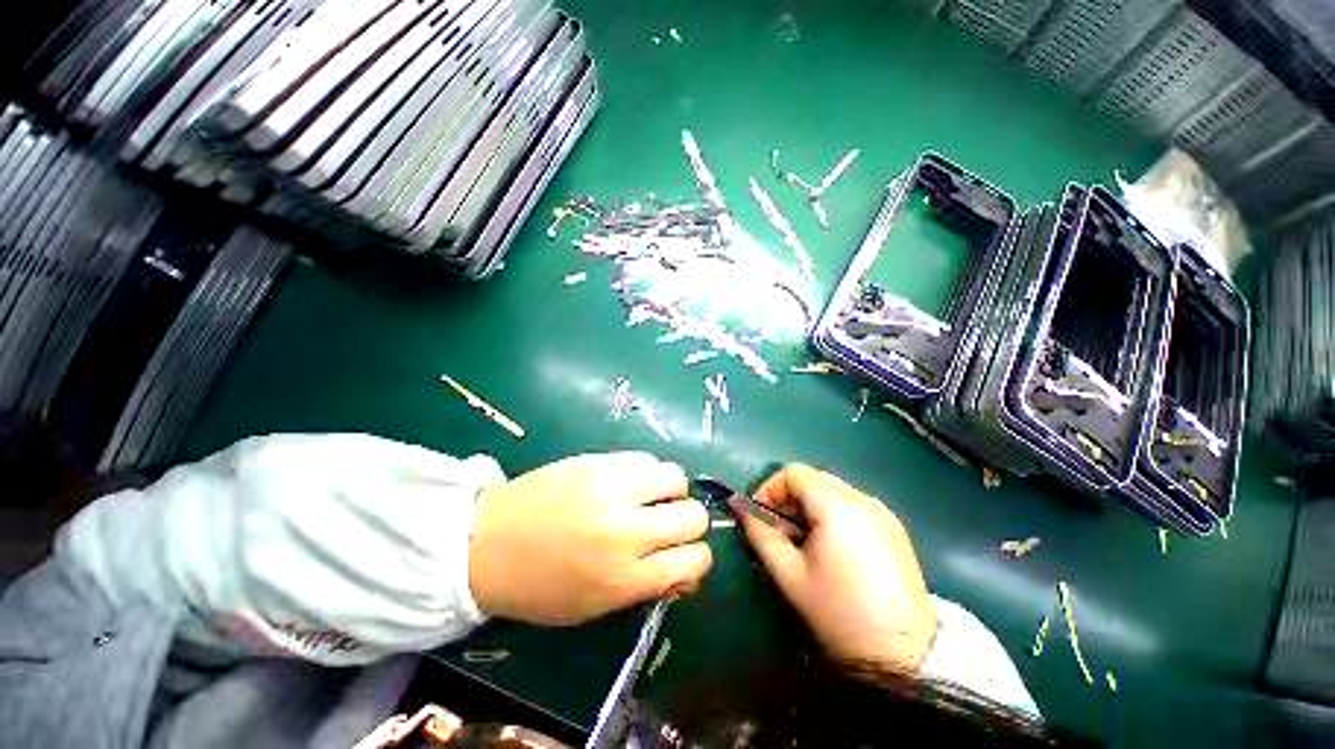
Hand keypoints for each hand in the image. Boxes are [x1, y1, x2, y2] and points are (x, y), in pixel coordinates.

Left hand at [468, 452, 711, 625]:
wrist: (486, 543)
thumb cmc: (539, 586)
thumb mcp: (594, 606)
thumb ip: (646, 588)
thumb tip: (685, 572)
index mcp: (625, 577)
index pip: (694, 560)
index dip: (696, 557)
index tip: (682, 553)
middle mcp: (626, 530)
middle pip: (693, 515)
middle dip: (688, 521)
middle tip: (666, 522)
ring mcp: (613, 488)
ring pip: (676, 477)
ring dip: (670, 490)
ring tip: (650, 497)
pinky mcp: (599, 461)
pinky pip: (646, 458)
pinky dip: (647, 471)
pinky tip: (630, 481)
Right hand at [739, 464, 936, 674]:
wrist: (905, 656)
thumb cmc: (839, 613)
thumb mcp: (789, 574)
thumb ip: (760, 534)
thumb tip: (741, 509)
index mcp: (837, 506)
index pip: (793, 472)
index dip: (770, 489)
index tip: (761, 517)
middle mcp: (863, 499)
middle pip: (813, 478)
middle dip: (789, 497)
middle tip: (780, 530)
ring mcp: (883, 512)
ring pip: (833, 490)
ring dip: (810, 505)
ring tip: (805, 541)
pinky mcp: (894, 528)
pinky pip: (852, 505)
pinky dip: (832, 514)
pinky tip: (832, 548)